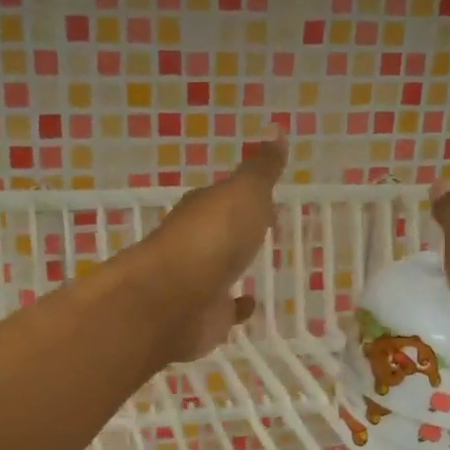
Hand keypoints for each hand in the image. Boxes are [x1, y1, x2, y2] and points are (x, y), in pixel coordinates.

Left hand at [131, 139, 286, 361]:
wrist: (173, 300)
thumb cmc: (211, 238)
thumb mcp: (243, 193)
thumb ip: (260, 170)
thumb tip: (276, 129)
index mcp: (200, 211)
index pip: (219, 199)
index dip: (237, 196)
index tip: (260, 196)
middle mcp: (193, 246)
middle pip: (216, 236)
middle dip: (234, 233)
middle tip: (259, 230)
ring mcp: (196, 285)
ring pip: (217, 273)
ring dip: (231, 269)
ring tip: (256, 267)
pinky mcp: (202, 320)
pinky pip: (223, 311)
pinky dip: (235, 308)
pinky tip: (250, 305)